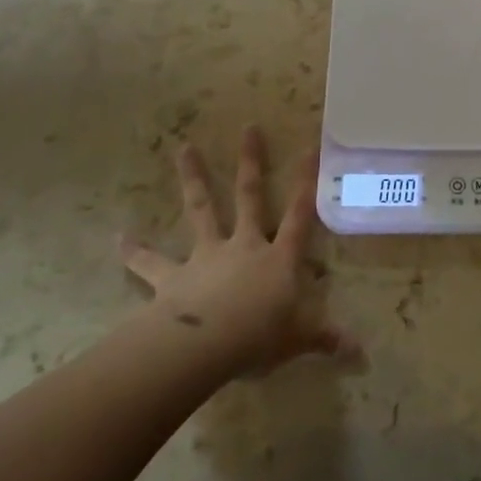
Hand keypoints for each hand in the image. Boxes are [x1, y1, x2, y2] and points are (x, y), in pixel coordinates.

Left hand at [120, 127, 357, 379]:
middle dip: (251, 162)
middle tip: (248, 128)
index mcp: (278, 258)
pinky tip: (119, 237)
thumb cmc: (259, 337)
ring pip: (202, 210)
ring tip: (184, 148)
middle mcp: (244, 246)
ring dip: (194, 179)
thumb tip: (360, 353)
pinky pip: (151, 263)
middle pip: (250, 196)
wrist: (205, 345)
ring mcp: (207, 256)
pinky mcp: (173, 277)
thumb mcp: (299, 338)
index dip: (307, 181)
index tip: (309, 147)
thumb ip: (325, 339)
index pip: (299, 214)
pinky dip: (135, 251)